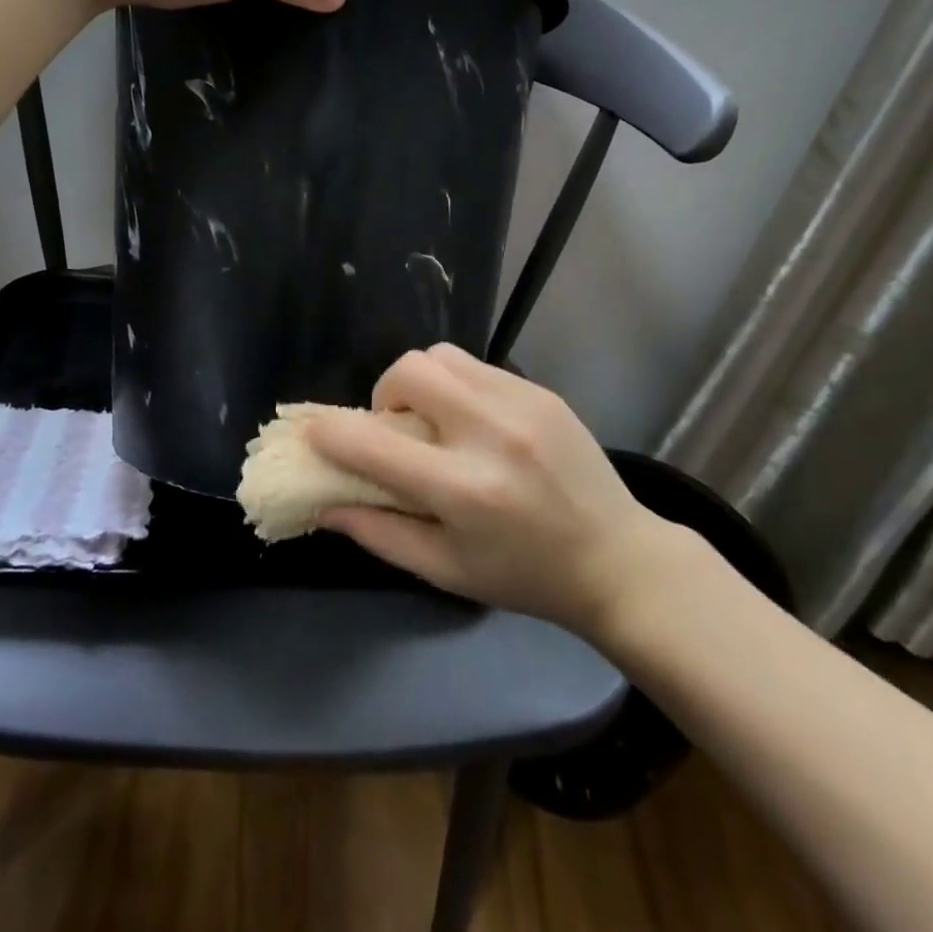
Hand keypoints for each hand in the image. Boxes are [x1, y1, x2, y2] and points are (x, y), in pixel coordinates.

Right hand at [306, 344, 676, 632]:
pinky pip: (477, 366)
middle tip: (396, 429)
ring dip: (420, 382)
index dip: (331, 434)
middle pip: (410, 370)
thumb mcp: (446, 570)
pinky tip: (473, 422)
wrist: (617, 558)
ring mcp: (521, 403)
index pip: (375, 444)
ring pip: (442, 355)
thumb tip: (324, 504)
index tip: (315, 434)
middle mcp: (491, 433)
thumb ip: (379, 534)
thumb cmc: (525, 576)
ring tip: (434, 420)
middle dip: (385, 394)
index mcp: (464, 489)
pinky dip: (457, 386)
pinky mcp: (541, 391)